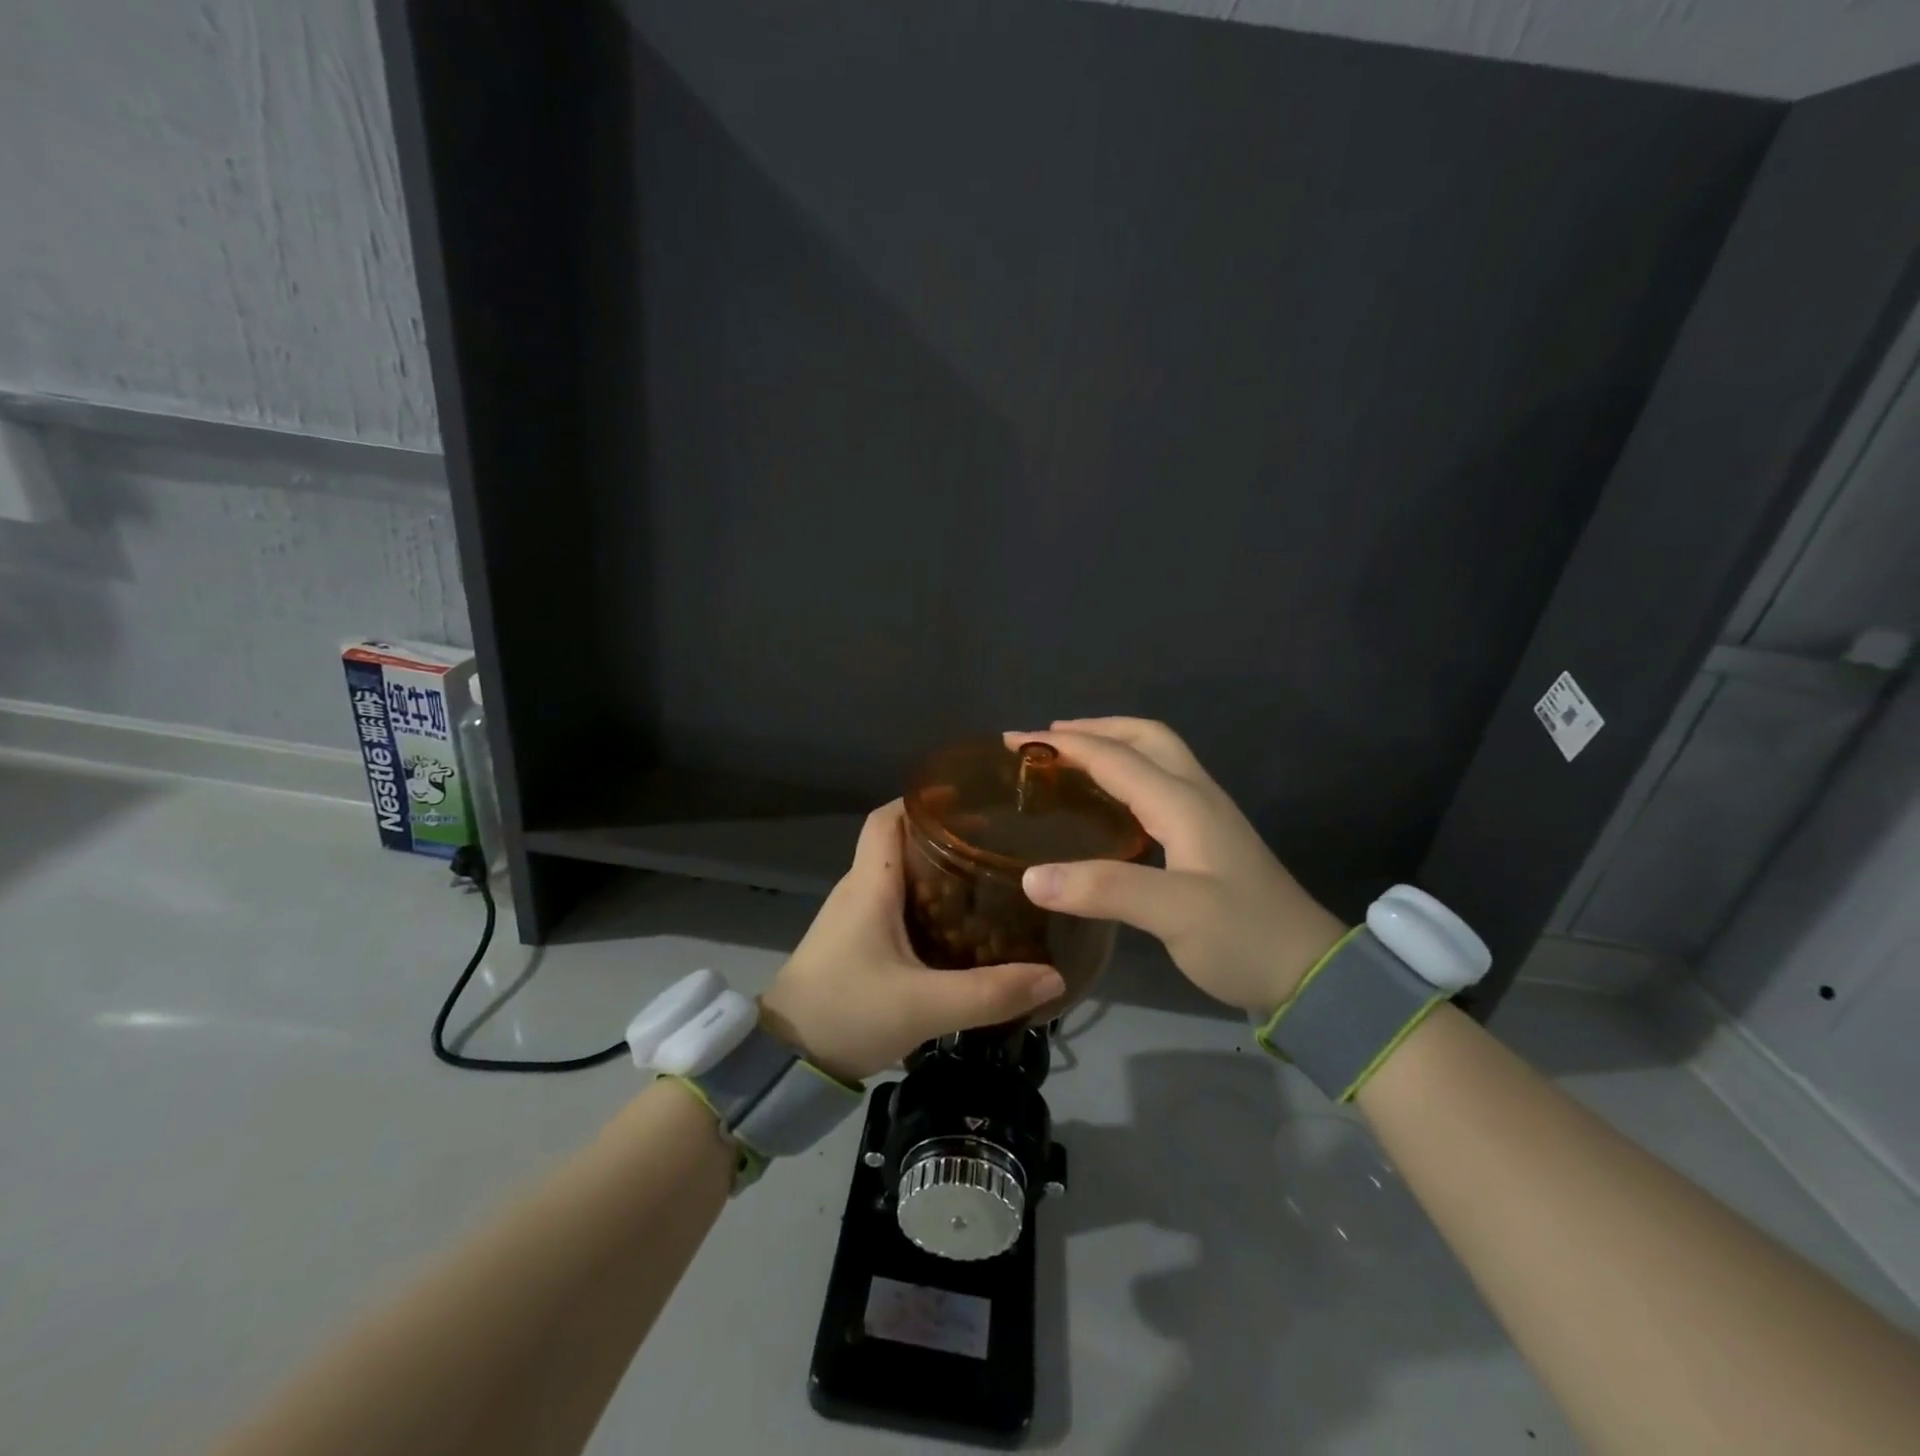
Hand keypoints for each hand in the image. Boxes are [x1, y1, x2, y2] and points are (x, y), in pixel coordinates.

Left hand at [759, 802, 1066, 1081]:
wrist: (785, 1060)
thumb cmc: (847, 1012)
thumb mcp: (924, 1006)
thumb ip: (989, 993)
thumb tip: (1054, 976)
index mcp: (869, 884)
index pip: (888, 818)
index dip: (924, 800)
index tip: (971, 800)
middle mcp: (859, 890)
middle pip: (900, 843)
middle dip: (946, 837)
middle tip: (997, 843)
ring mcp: (853, 917)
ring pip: (900, 876)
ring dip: (938, 872)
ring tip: (988, 879)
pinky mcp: (855, 943)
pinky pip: (895, 906)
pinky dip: (927, 903)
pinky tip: (959, 926)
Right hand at [1007, 718, 1345, 1014]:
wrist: (1311, 973)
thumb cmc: (1243, 937)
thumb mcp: (1174, 914)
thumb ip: (1103, 889)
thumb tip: (1031, 877)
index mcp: (1183, 802)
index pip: (1114, 757)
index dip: (1062, 744)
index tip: (1014, 741)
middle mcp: (1196, 796)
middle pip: (1146, 737)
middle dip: (1095, 728)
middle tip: (1047, 740)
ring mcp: (1208, 817)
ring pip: (1157, 758)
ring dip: (1113, 746)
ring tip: (1072, 760)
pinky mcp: (1210, 840)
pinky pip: (1160, 786)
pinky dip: (1127, 776)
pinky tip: (1111, 804)